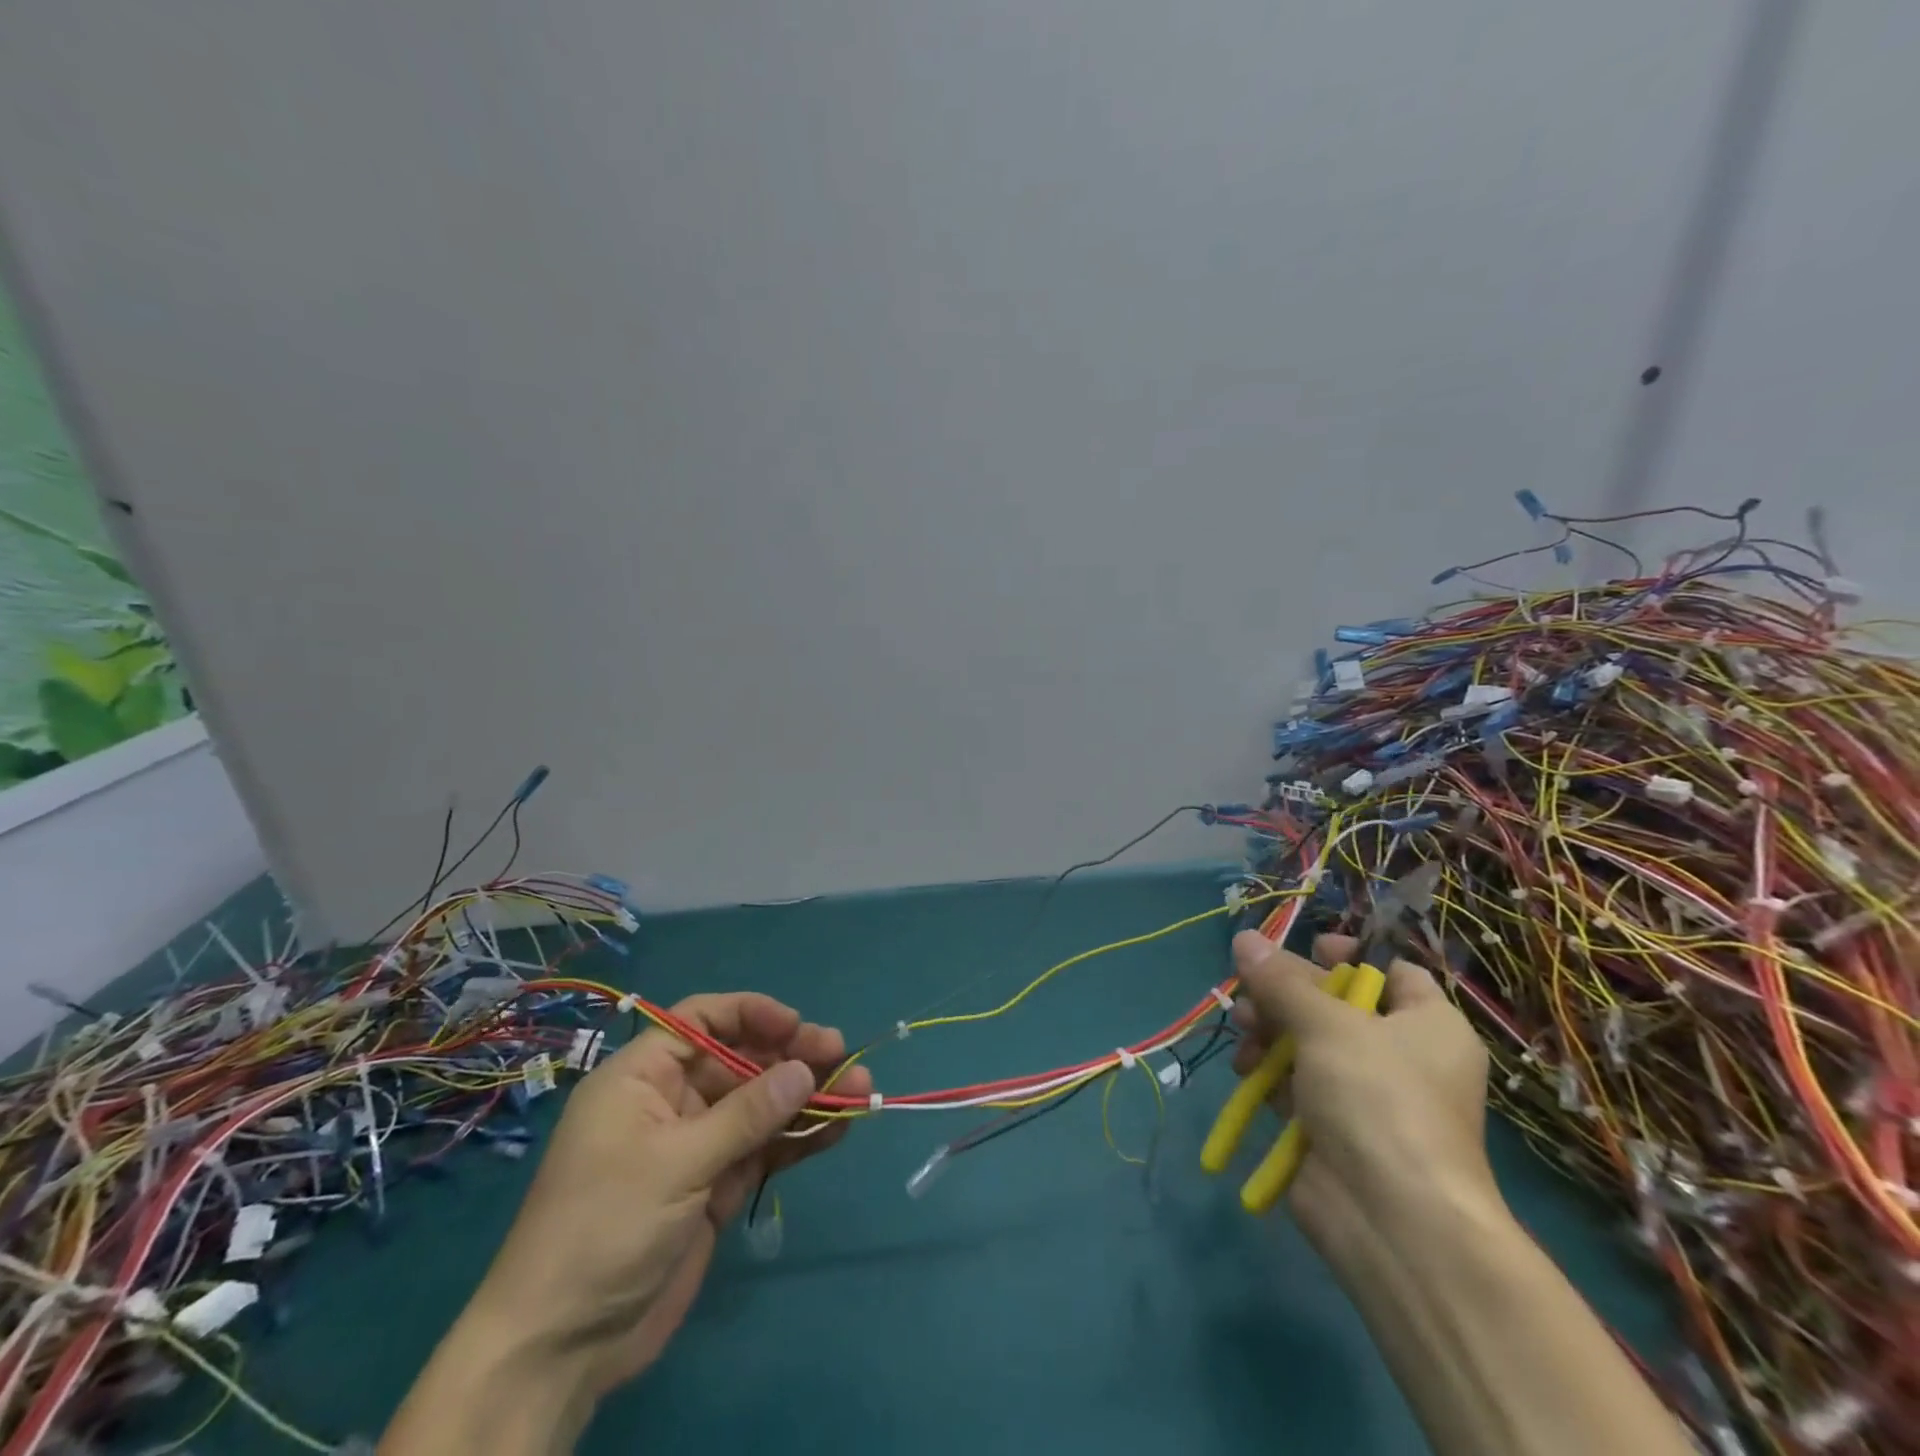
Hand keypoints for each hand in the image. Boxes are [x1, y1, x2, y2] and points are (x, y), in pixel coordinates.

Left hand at [384, 993, 869, 1454]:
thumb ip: (746, 1114)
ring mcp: (696, 1145)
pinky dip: (799, 1138)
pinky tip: (838, 1128)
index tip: (796, 1026)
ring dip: (807, 1098)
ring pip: (761, 1105)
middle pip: (742, 1061)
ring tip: (860, 1092)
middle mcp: (672, 1101)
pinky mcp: (715, 1186)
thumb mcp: (675, 1163)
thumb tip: (806, 1069)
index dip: (751, 1014)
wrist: (562, 1347)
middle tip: (842, 1057)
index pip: (703, 1020)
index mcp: (643, 1077)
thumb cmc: (604, 1228)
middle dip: (792, 1057)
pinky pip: (763, 1148)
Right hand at [1229, 931, 1492, 1264]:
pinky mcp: (1331, 1126)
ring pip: (1306, 1041)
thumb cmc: (1379, 1101)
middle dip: (1285, 995)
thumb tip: (1244, 938)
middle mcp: (1401, 1055)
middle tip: (1250, 993)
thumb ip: (1281, 980)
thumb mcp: (1327, 1025)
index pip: (1390, 971)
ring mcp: (1364, 1094)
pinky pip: (1294, 1082)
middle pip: (1334, 1004)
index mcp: (1428, 1024)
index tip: (1305, 949)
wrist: (1394, 1222)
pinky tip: (1245, 1071)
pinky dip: (1269, 1072)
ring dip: (1268, 1031)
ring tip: (1243, 1032)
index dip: (1347, 955)